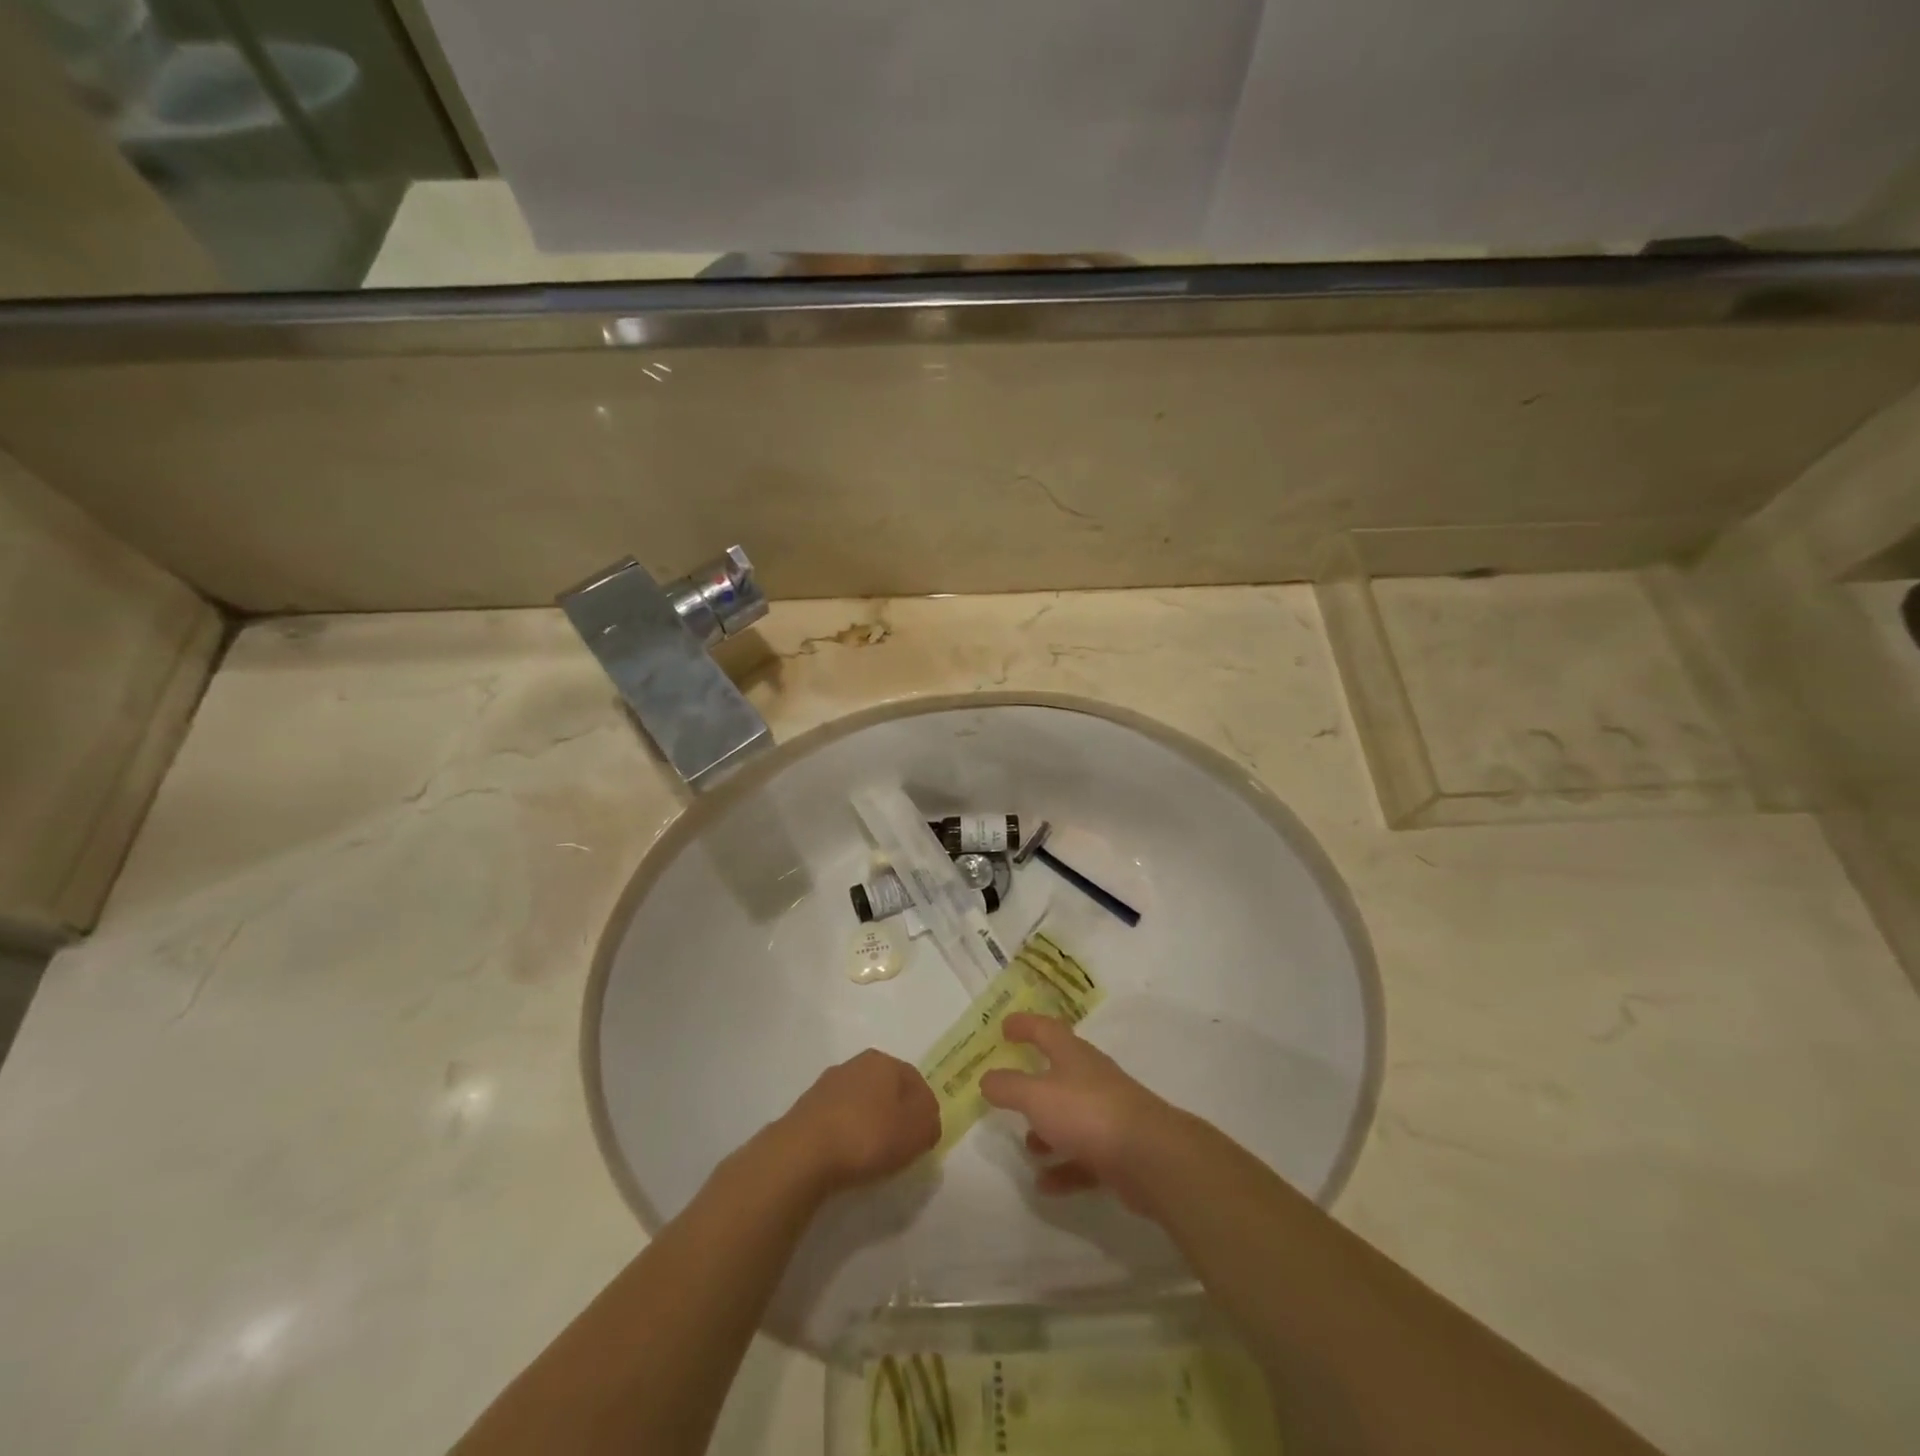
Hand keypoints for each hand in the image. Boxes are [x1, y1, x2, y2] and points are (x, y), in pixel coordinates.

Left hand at [778, 1049, 939, 1195]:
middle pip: (886, 1088)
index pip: (915, 1080)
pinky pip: (837, 1119)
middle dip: (896, 1113)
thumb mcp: (917, 1132)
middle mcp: (855, 1064)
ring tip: (872, 1155)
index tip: (924, 1136)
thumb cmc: (868, 1136)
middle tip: (901, 1145)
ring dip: (869, 1123)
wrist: (803, 1153)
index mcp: (884, 1061)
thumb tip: (927, 1119)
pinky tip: (846, 1156)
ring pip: (860, 1102)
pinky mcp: (806, 1108)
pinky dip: (846, 1134)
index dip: (924, 1108)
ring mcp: (827, 1084)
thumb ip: (931, 1121)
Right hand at [979, 1013, 1181, 1211]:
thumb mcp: (1037, 1096)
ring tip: (1027, 1146)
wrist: (1149, 1156)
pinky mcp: (1117, 1150)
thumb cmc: (1087, 1112)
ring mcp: (1107, 1114)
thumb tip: (987, 1078)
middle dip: (1034, 1081)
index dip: (1024, 1025)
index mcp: (1072, 1055)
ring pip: (1071, 1116)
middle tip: (1010, 1088)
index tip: (1004, 1027)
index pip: (1045, 1029)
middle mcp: (1091, 1078)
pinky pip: (1083, 1156)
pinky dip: (1063, 1167)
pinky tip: (1044, 1184)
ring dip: (1048, 1130)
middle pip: (1060, 1071)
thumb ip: (1008, 1086)